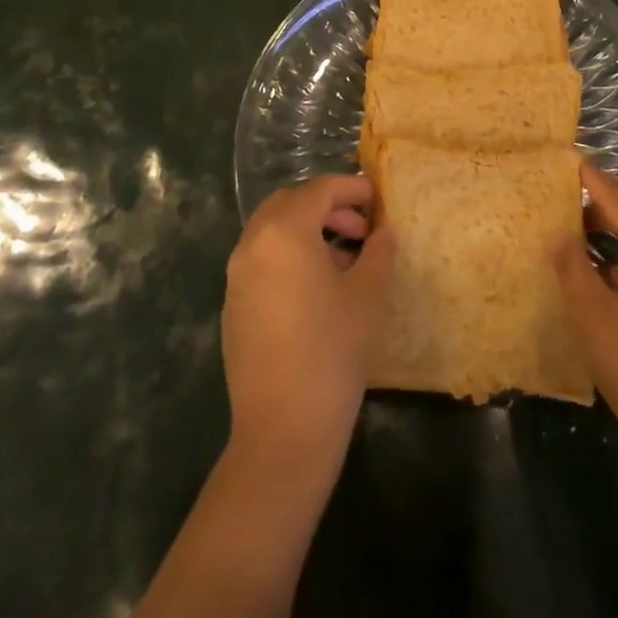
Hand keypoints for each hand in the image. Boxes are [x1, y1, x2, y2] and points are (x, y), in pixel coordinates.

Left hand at [222, 174, 395, 483]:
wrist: (283, 430)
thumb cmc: (332, 351)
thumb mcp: (367, 295)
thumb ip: (378, 251)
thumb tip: (384, 231)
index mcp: (284, 231)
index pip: (319, 189)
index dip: (351, 187)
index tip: (377, 197)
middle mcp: (253, 244)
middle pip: (290, 203)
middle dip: (327, 206)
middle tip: (361, 226)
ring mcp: (237, 276)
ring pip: (273, 231)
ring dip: (308, 230)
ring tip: (346, 258)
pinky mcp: (233, 305)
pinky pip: (263, 260)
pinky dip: (289, 255)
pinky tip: (318, 288)